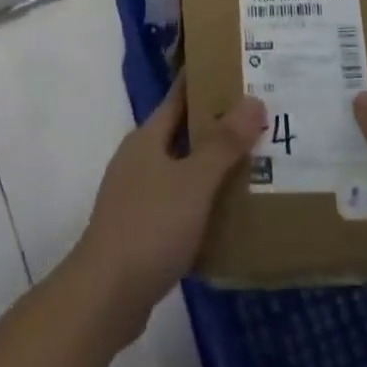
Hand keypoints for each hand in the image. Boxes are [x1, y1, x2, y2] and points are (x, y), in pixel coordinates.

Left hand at [69, 75, 265, 340]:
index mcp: (146, 139)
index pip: (179, 97)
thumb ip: (223, 143)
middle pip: (183, 133)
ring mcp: (137, 195)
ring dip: (213, 166)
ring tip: (256, 163)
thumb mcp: (193, 182)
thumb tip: (252, 100)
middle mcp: (139, 160)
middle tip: (261, 118)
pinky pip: (180, 203)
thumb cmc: (150, 226)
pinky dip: (204, 201)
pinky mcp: (141, 229)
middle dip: (218, 126)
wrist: (105, 296)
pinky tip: (231, 213)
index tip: (238, 70)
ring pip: (182, 169)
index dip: (206, 81)